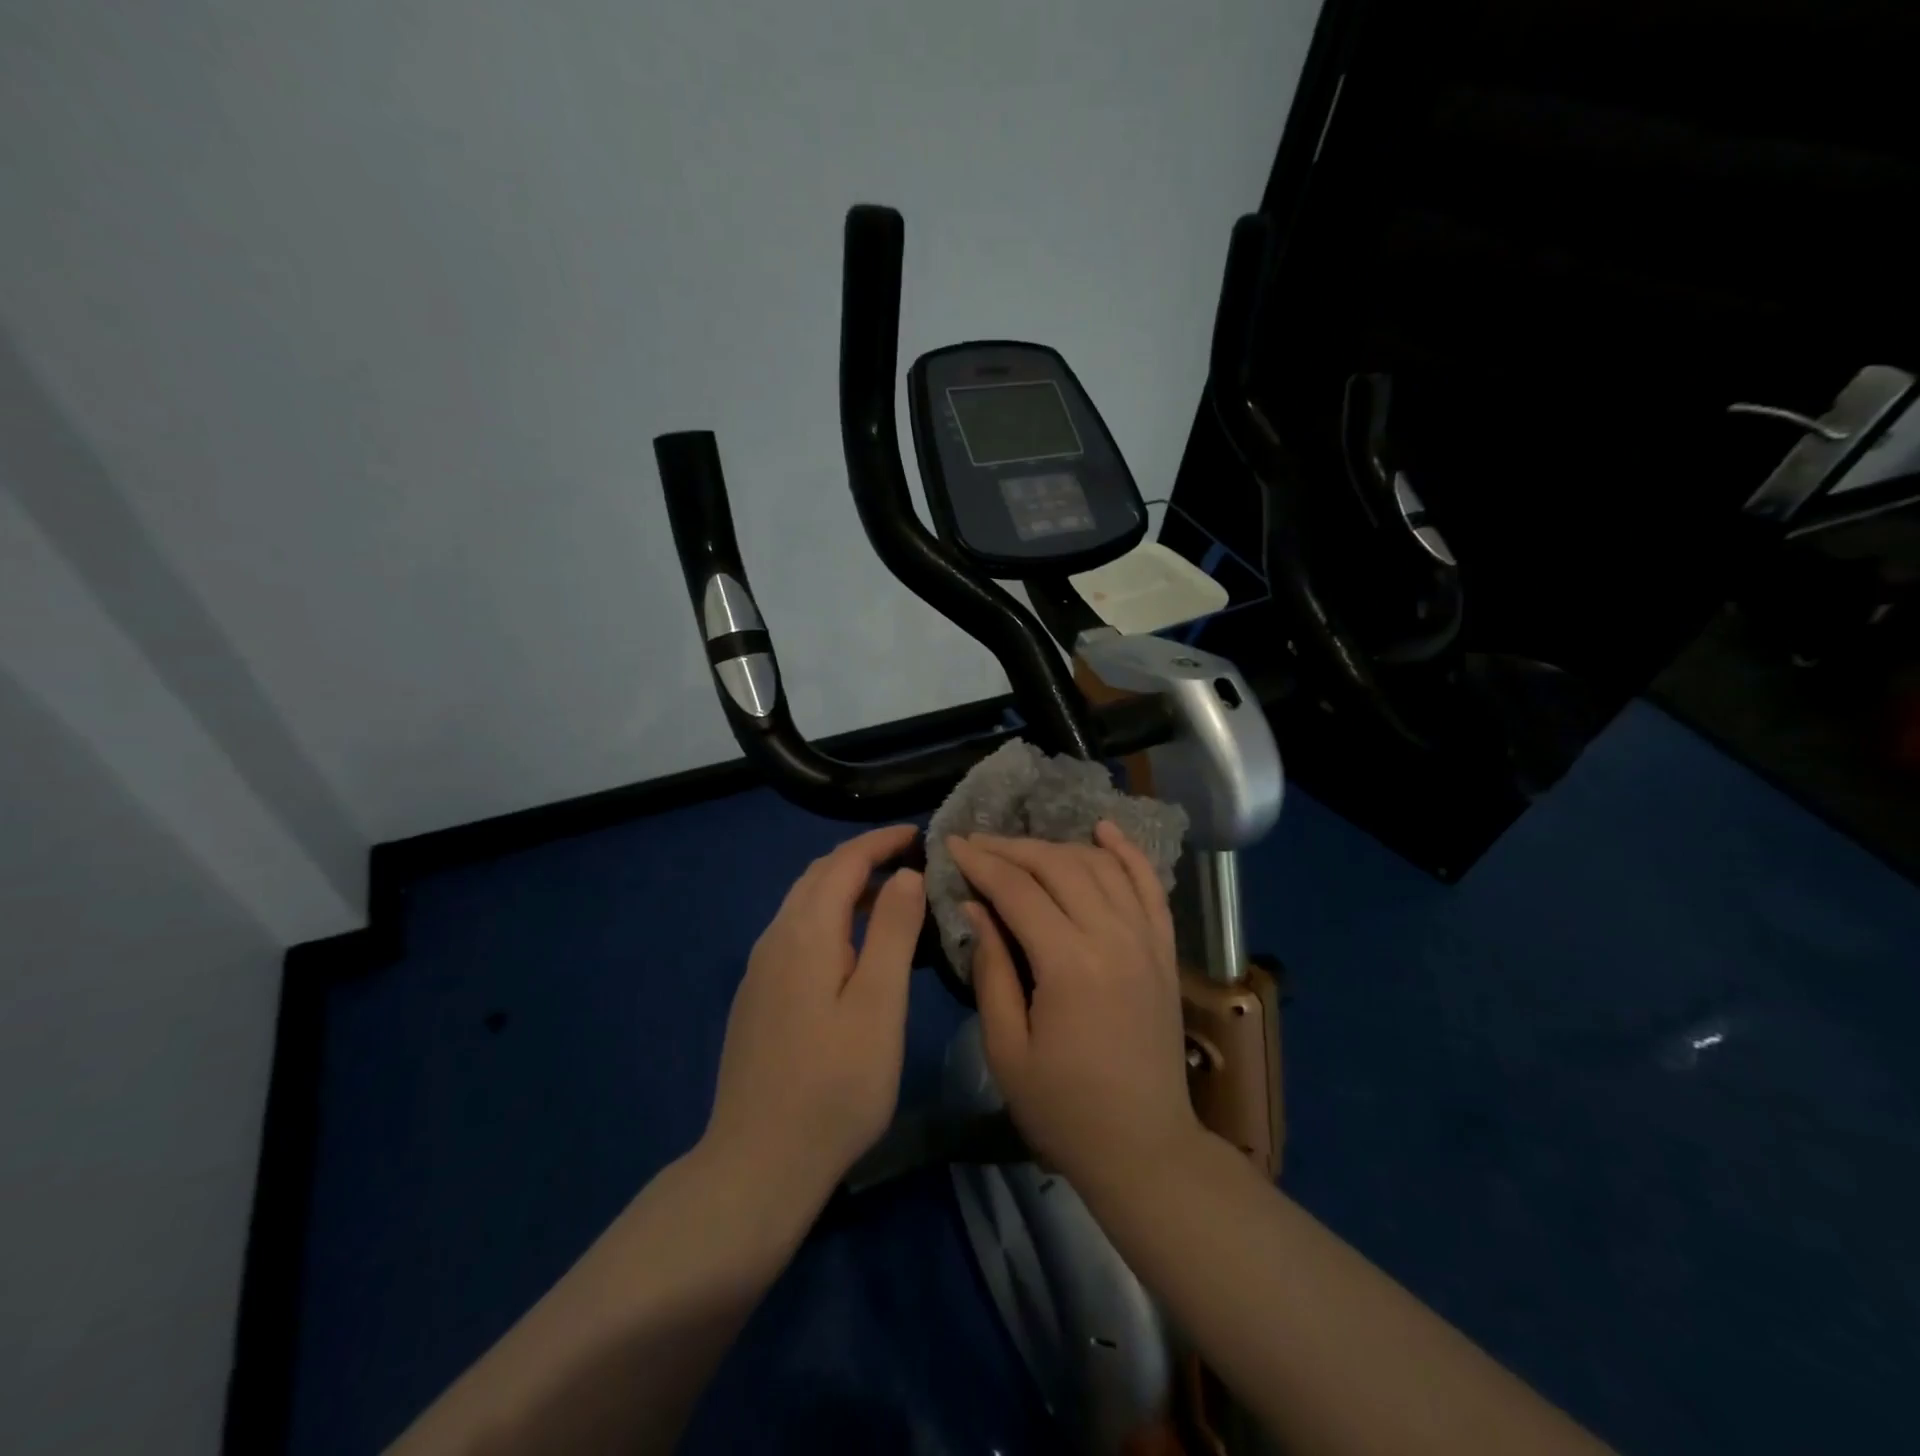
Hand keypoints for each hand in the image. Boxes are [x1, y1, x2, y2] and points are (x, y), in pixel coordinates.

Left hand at [703, 824, 925, 1210]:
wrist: (758, 1162)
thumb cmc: (834, 1085)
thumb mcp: (879, 1006)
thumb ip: (892, 932)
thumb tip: (905, 876)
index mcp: (805, 933)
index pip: (844, 862)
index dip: (881, 842)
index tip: (920, 835)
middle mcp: (775, 938)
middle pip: (818, 875)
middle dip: (863, 857)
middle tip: (910, 861)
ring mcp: (760, 969)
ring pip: (803, 904)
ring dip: (845, 886)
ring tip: (890, 896)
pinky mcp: (757, 996)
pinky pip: (795, 932)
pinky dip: (829, 916)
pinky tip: (852, 946)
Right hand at [948, 822, 1199, 1192]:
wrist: (1144, 1147)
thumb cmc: (1064, 1109)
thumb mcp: (1007, 1049)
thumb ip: (991, 969)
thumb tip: (975, 908)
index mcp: (1069, 964)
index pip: (1018, 890)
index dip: (981, 863)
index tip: (951, 844)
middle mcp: (1113, 937)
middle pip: (1058, 866)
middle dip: (1011, 848)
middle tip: (976, 844)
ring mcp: (1146, 939)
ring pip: (1099, 866)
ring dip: (1056, 847)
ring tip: (1019, 848)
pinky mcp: (1164, 949)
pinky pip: (1149, 885)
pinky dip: (1126, 852)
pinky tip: (1103, 830)